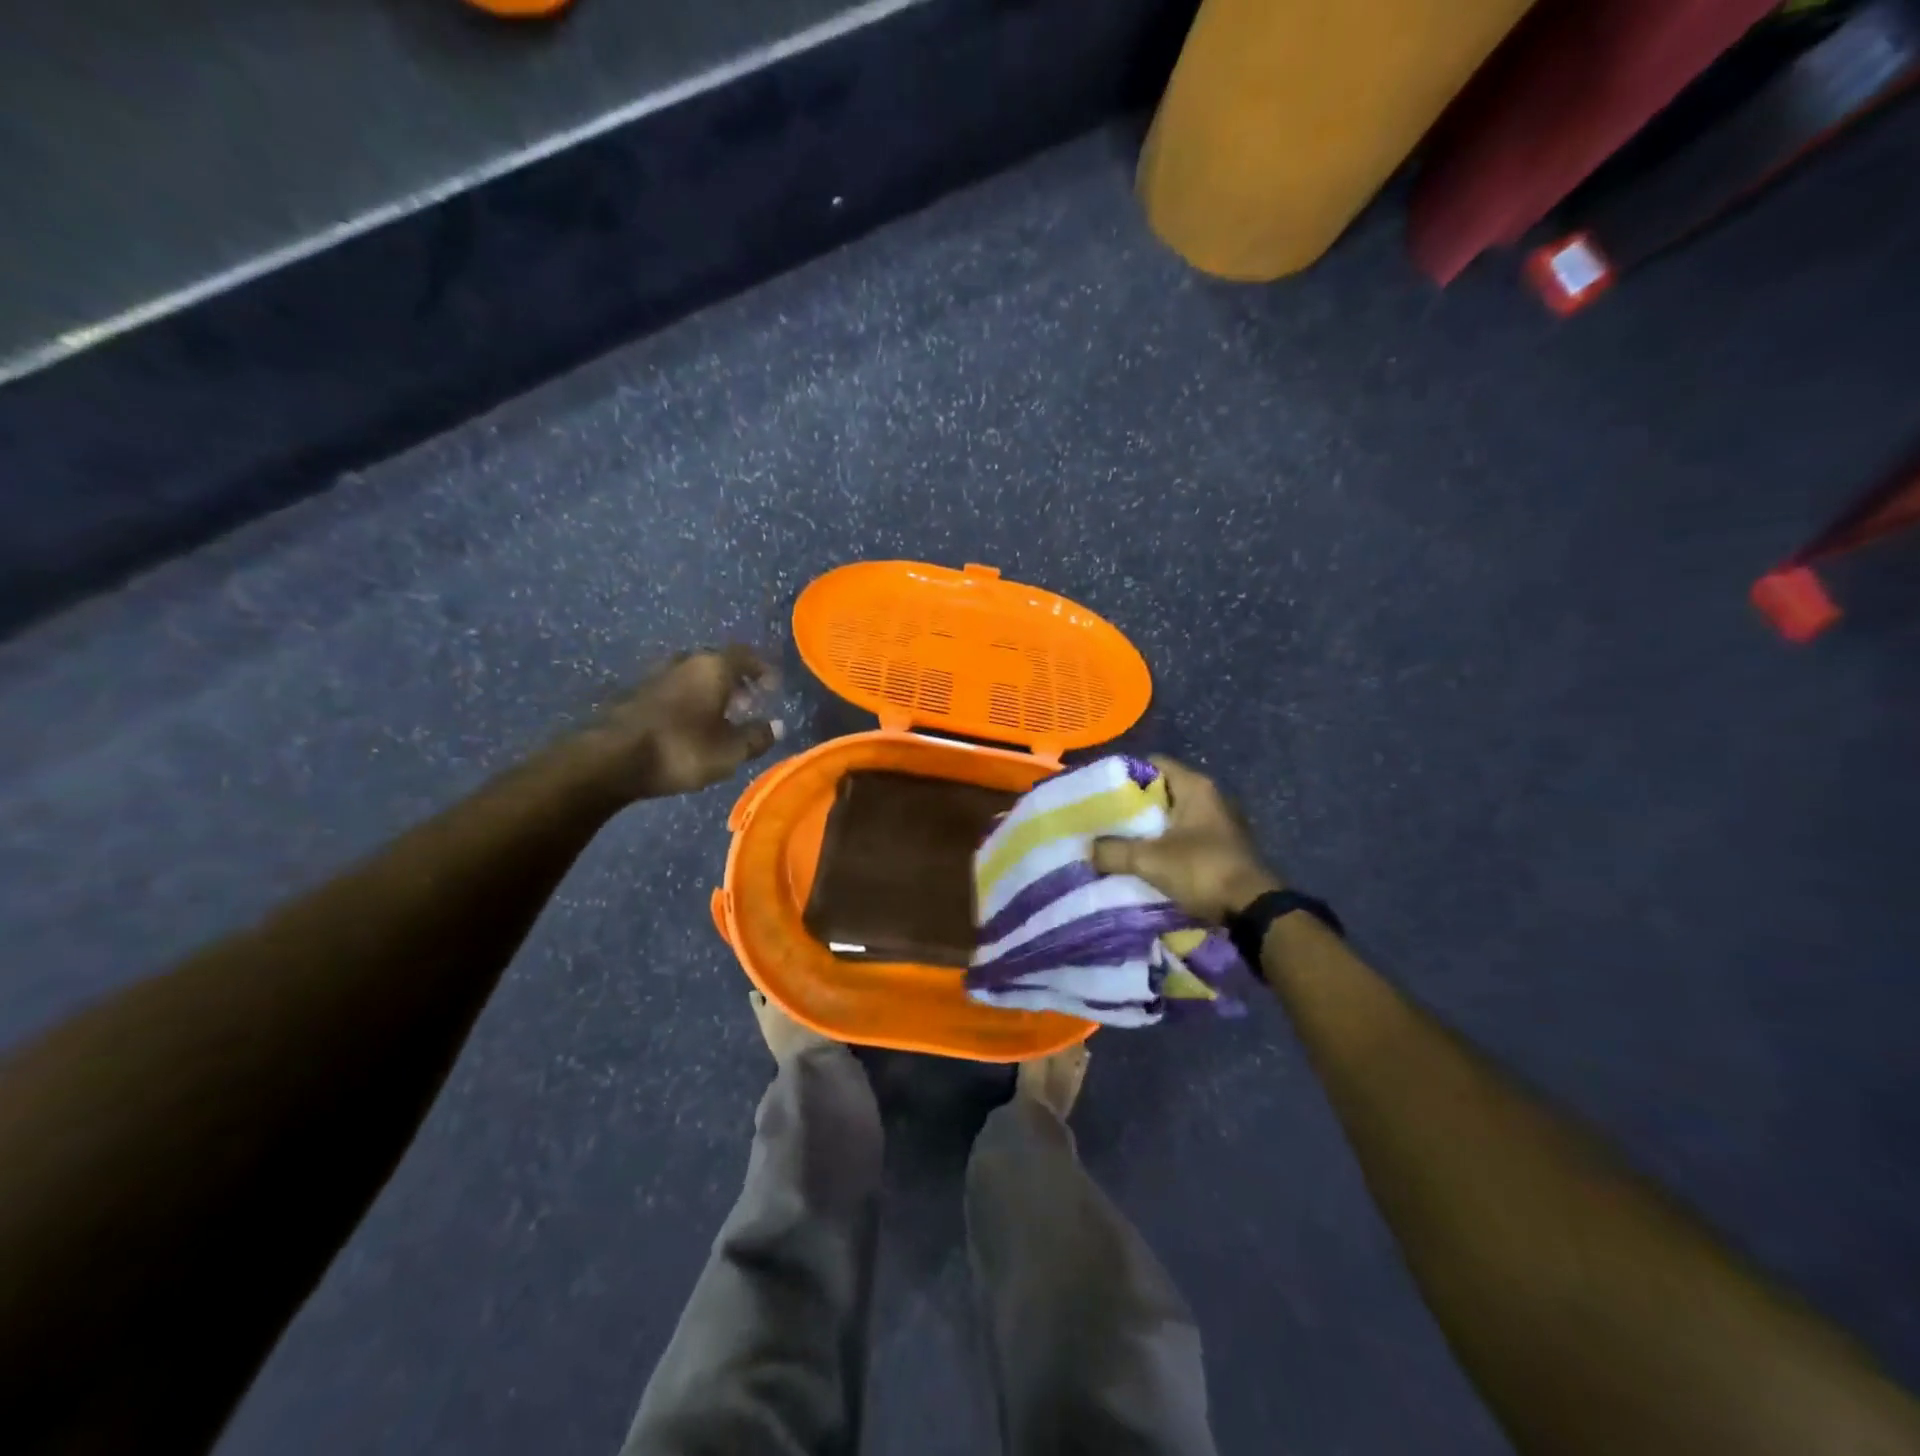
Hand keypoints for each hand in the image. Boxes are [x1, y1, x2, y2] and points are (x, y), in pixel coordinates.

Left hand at [579, 647, 783, 801]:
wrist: (610, 759)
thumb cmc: (681, 749)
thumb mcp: (729, 751)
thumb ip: (756, 737)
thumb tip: (777, 726)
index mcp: (712, 667)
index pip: (745, 656)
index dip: (762, 669)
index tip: (772, 687)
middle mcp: (684, 662)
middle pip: (716, 663)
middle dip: (735, 681)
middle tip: (748, 702)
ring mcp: (654, 676)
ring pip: (692, 676)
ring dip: (709, 692)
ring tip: (719, 717)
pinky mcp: (633, 695)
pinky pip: (672, 690)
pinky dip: (687, 702)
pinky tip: (688, 725)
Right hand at [1091, 756, 1282, 923]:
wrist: (1252, 910)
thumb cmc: (1202, 870)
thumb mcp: (1149, 860)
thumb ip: (1114, 851)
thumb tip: (1089, 850)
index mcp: (1195, 787)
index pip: (1153, 764)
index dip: (1125, 775)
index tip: (1100, 791)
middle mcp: (1209, 798)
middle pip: (1161, 792)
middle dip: (1132, 805)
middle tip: (1103, 818)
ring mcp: (1218, 823)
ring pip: (1171, 817)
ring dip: (1147, 829)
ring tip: (1115, 840)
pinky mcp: (1221, 847)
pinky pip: (1183, 837)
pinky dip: (1163, 844)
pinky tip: (1142, 858)